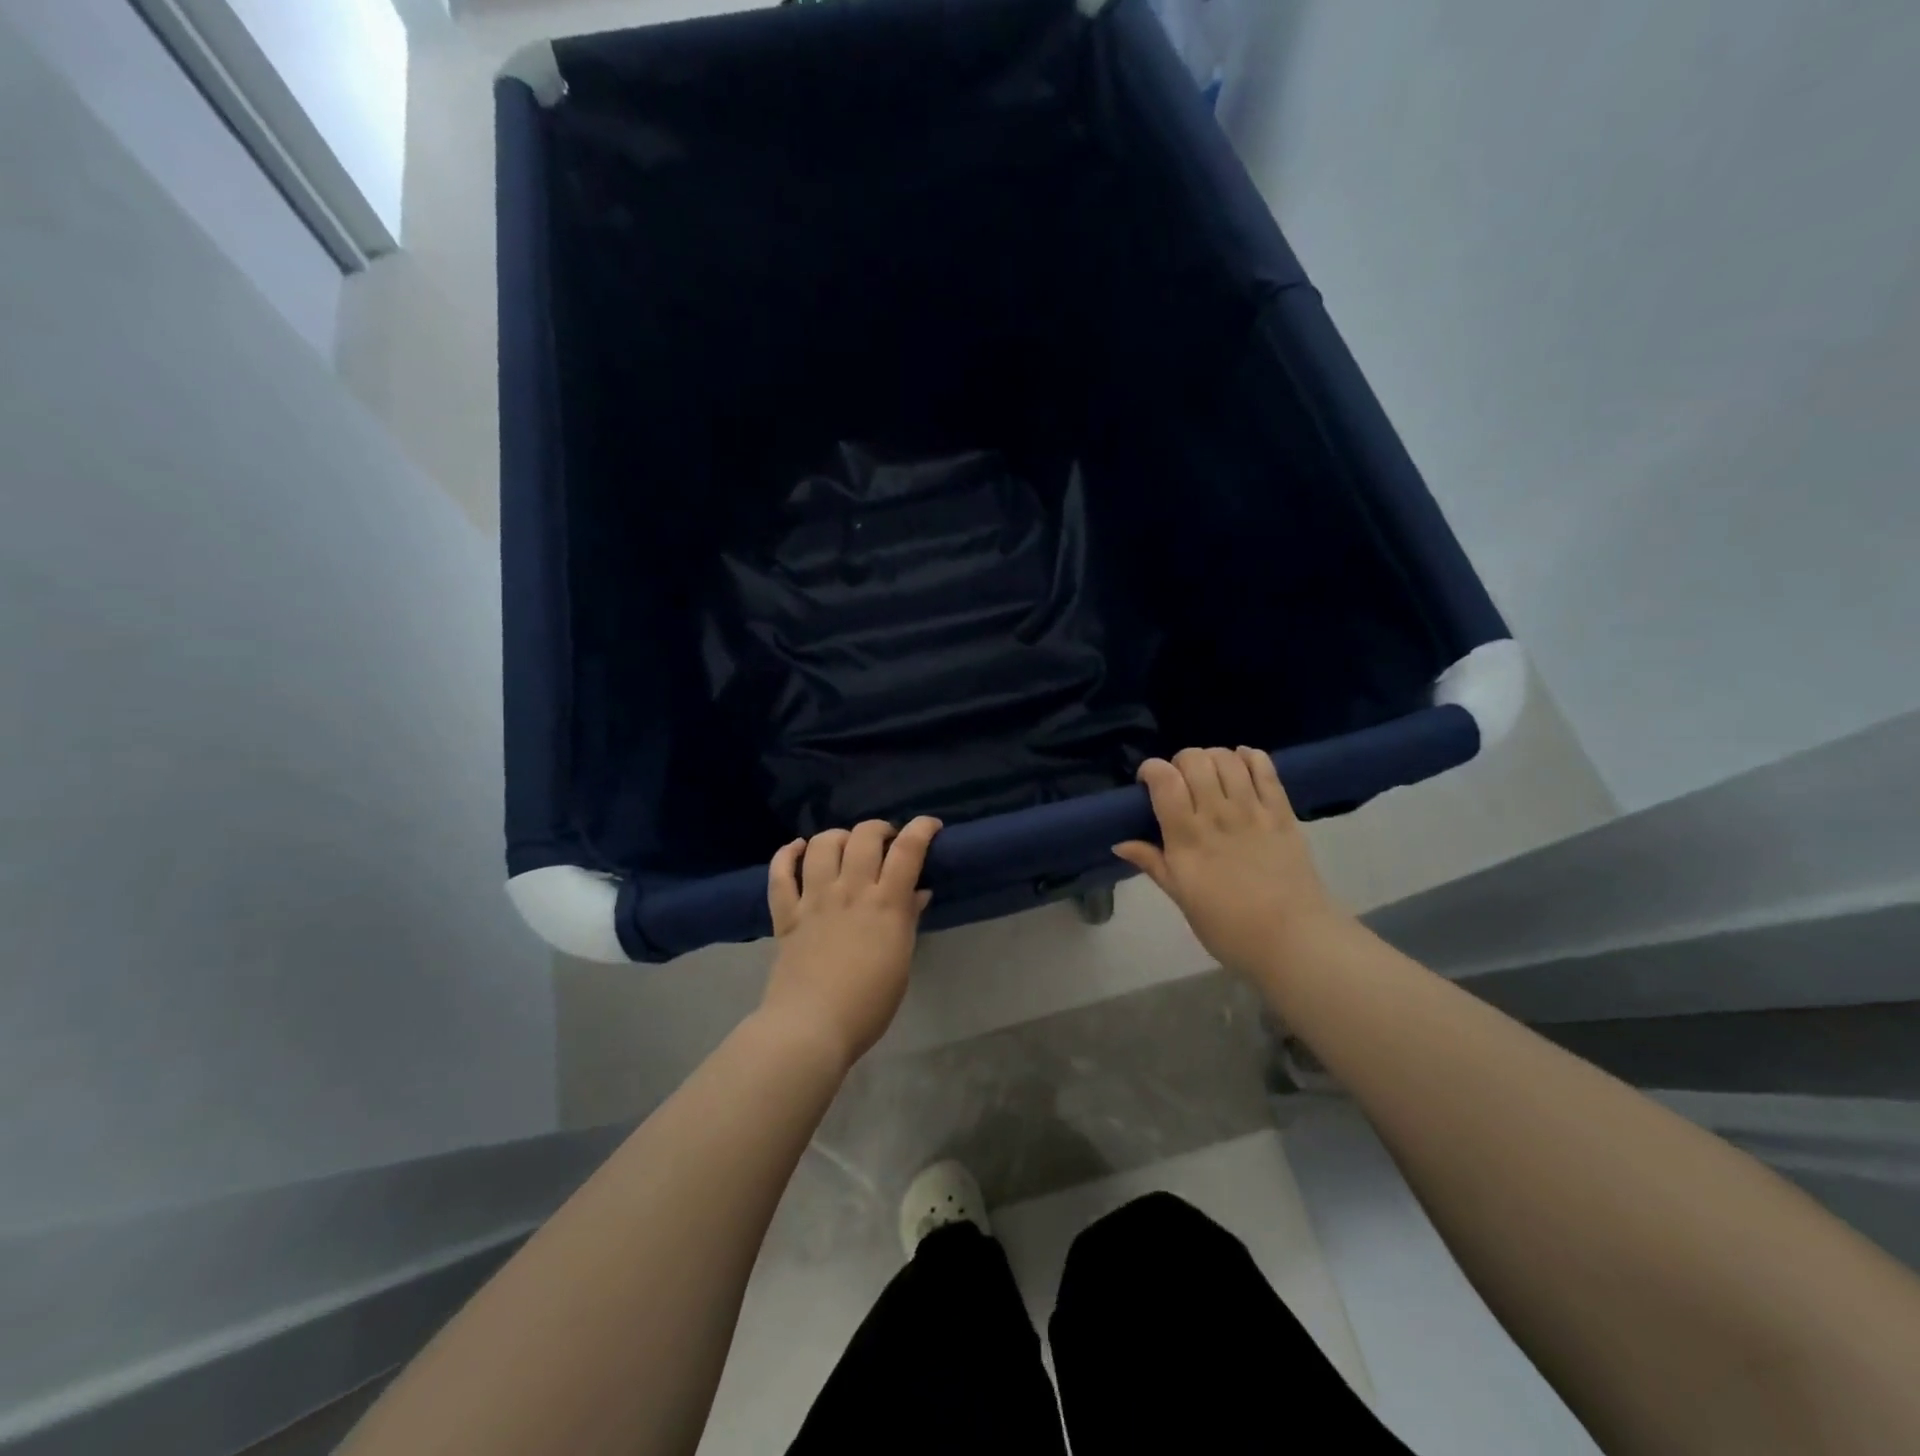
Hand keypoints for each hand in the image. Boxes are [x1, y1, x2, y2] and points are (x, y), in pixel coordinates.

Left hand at [761, 817, 942, 1068]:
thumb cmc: (868, 1004)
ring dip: (837, 836)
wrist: (811, 1027)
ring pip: (821, 844)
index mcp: (885, 904)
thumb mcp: (901, 962)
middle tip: (885, 842)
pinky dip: (787, 854)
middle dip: (879, 828)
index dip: (922, 828)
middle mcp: (849, 891)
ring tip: (845, 846)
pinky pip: (780, 873)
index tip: (931, 826)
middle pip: (864, 836)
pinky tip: (797, 849)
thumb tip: (918, 892)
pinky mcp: (786, 914)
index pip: (908, 850)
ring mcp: (814, 899)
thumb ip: (907, 921)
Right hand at [1114, 748, 1350, 978]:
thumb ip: (1153, 863)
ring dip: (1213, 758)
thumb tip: (1119, 843)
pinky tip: (1242, 764)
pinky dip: (1250, 757)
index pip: (1164, 781)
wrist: (1293, 941)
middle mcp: (1217, 815)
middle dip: (1180, 762)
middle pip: (1194, 760)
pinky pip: (1265, 769)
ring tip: (1211, 775)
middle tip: (1181, 783)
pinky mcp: (1282, 812)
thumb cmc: (1228, 928)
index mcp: (1186, 838)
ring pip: (1227, 759)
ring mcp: (1252, 811)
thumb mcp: (1181, 898)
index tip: (1148, 783)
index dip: (1151, 770)